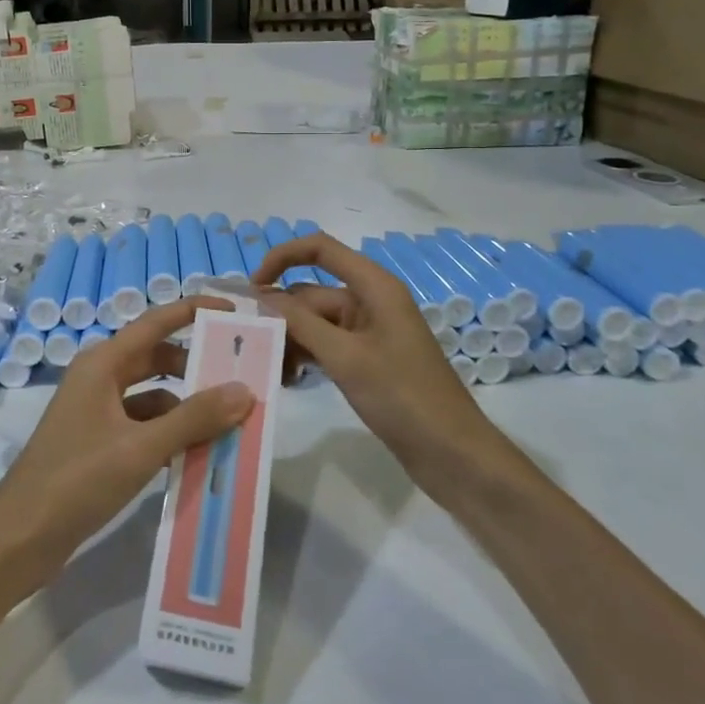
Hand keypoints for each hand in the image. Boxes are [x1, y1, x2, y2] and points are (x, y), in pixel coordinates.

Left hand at [0, 298, 255, 596]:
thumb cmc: (77, 480)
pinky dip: (169, 434)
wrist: (20, 537)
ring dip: (186, 407)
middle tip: (241, 377)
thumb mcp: (141, 448)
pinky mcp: (97, 442)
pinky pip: (143, 425)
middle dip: (197, 366)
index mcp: (103, 363)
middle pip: (157, 358)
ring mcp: (96, 411)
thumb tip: (244, 391)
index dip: (194, 311)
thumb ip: (194, 419)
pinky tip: (196, 455)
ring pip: (152, 395)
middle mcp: (99, 378)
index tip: (233, 310)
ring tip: (229, 423)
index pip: (156, 322)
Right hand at [252, 233, 495, 483]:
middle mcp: (370, 301)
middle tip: (252, 349)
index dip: (282, 257)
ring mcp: (368, 332)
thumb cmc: (403, 397)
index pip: (320, 249)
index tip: (252, 289)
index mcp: (374, 287)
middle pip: (311, 293)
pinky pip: (325, 345)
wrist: (452, 454)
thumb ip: (301, 322)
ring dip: (291, 341)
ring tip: (273, 373)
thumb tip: (262, 296)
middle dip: (281, 316)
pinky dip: (306, 356)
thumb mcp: (345, 357)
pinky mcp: (366, 360)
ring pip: (314, 322)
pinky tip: (290, 380)